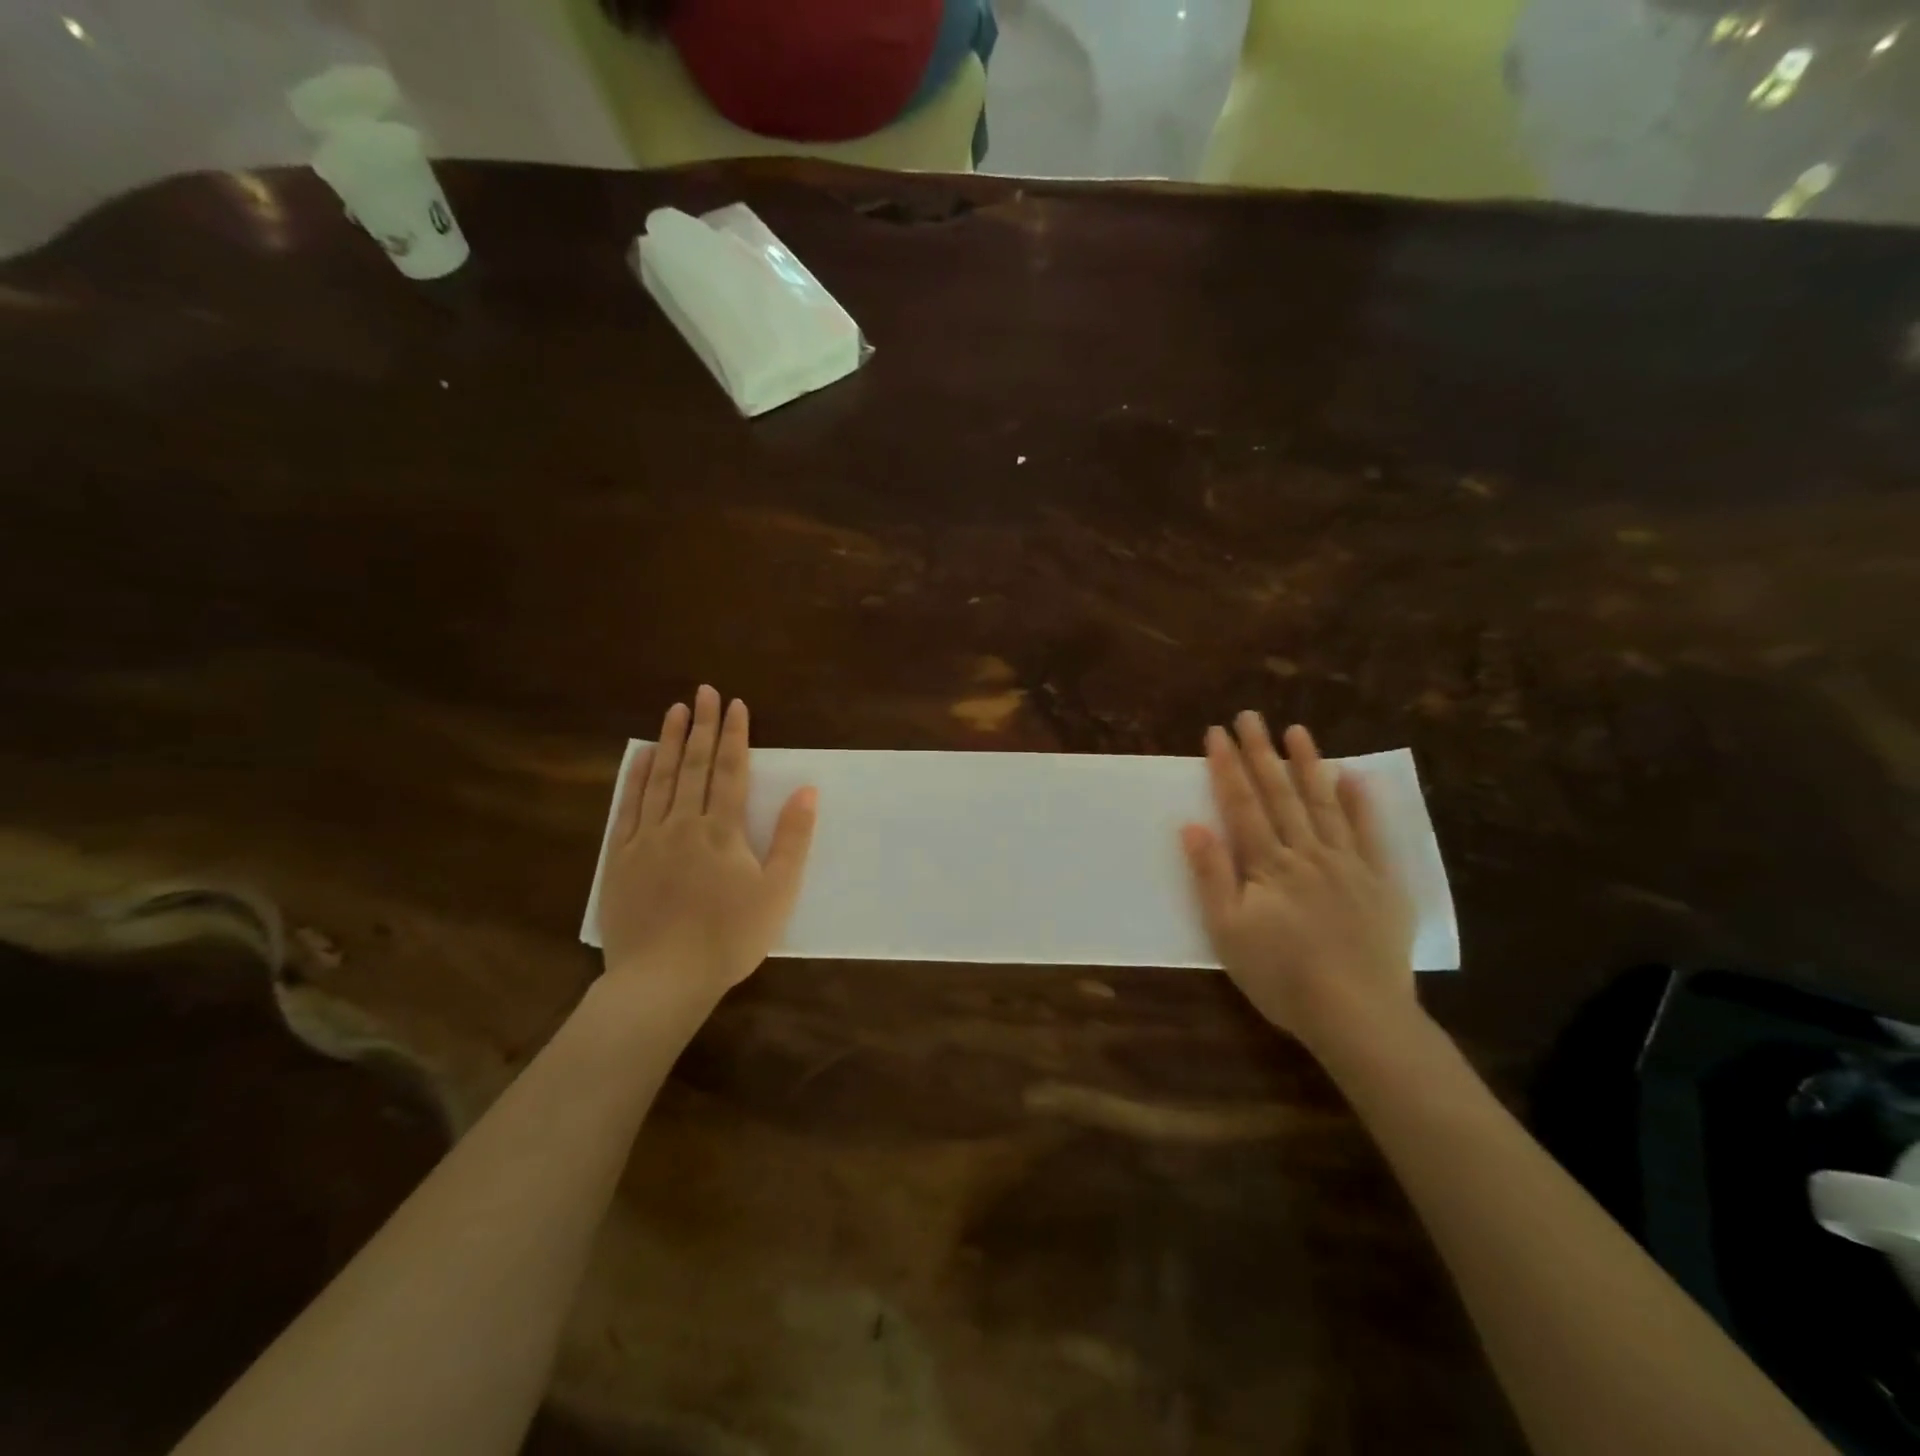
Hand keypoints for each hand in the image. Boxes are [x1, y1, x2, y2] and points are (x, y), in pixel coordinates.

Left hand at [598, 686, 817, 1011]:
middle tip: (705, 691)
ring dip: (671, 741)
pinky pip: (627, 808)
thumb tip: (808, 790)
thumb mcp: (777, 892)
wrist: (662, 980)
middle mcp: (682, 824)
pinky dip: (635, 777)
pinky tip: (642, 756)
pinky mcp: (619, 859)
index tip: (736, 704)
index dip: (735, 735)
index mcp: (722, 831)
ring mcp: (646, 839)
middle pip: (696, 766)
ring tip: (676, 710)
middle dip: (704, 726)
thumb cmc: (729, 939)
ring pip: (660, 779)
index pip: (731, 771)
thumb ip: (792, 839)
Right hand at [1180, 714, 1417, 1053]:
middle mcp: (1307, 853)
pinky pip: (1370, 834)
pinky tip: (1353, 776)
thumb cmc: (1281, 977)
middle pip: (1280, 795)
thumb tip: (1193, 826)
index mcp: (1268, 864)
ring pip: (1324, 804)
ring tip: (1297, 731)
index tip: (1216, 733)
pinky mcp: (1381, 883)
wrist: (1357, 1015)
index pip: (1242, 805)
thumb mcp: (1228, 932)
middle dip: (1262, 753)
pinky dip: (1361, 804)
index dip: (1227, 767)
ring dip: (1308, 765)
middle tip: (1250, 716)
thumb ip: (1211, 876)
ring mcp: (1348, 864)